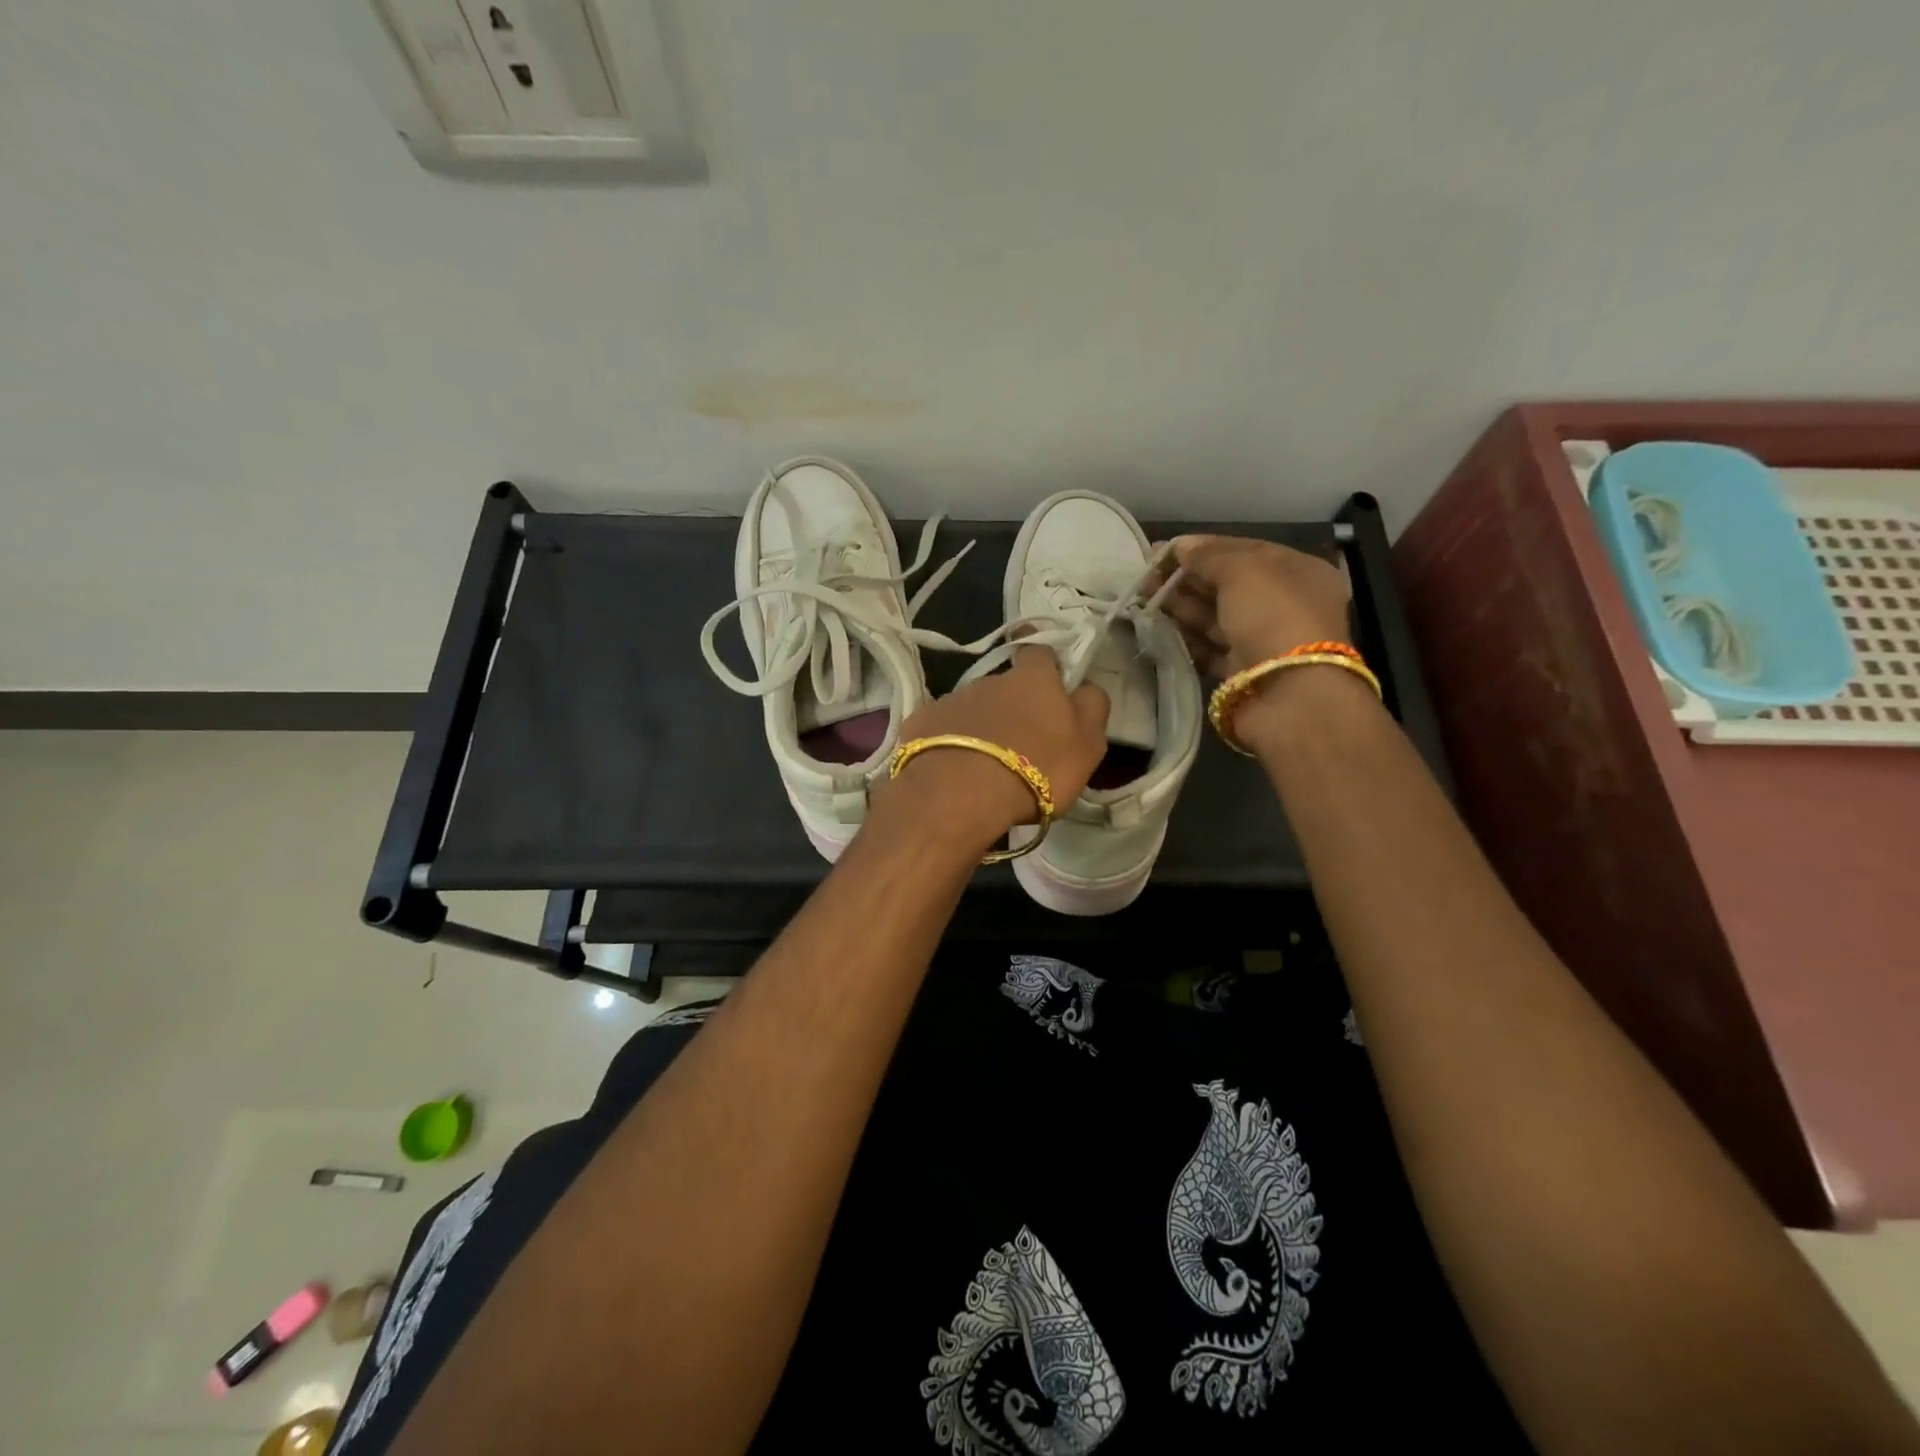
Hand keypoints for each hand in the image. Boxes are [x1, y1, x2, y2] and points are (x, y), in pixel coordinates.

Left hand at [876, 648, 1110, 854]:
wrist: (960, 794)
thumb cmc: (1036, 769)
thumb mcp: (1087, 744)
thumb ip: (1091, 708)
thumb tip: (1084, 687)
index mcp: (1033, 679)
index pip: (1040, 653)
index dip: (1046, 666)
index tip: (1048, 686)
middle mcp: (989, 680)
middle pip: (1004, 685)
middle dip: (1011, 706)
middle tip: (1019, 743)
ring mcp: (950, 700)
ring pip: (972, 708)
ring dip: (980, 727)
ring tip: (984, 764)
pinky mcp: (919, 723)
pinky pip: (940, 728)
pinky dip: (948, 743)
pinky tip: (952, 770)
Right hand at [1148, 534, 1351, 678]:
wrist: (1289, 695)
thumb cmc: (1273, 617)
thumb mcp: (1243, 571)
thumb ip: (1209, 555)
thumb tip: (1182, 547)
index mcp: (1297, 572)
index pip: (1245, 551)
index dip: (1204, 548)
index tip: (1164, 551)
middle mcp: (1284, 604)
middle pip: (1227, 585)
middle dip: (1187, 579)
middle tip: (1146, 578)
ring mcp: (1264, 640)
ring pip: (1216, 617)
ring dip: (1181, 608)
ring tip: (1144, 601)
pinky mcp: (1244, 671)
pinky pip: (1210, 648)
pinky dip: (1187, 639)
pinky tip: (1159, 629)